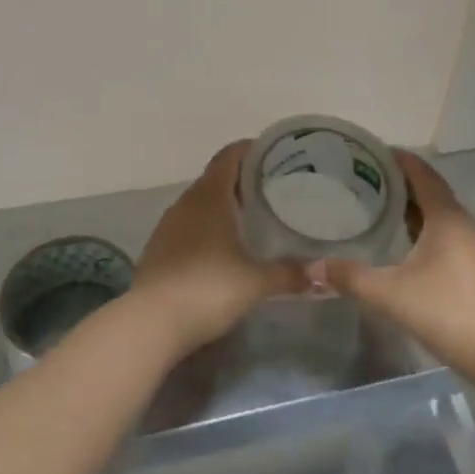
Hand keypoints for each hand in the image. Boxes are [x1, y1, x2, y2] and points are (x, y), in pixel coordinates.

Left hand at [133, 142, 306, 354]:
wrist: (152, 323)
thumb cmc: (209, 288)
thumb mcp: (257, 282)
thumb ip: (290, 273)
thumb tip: (322, 275)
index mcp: (210, 196)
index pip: (229, 155)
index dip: (250, 150)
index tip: (274, 155)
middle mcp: (186, 202)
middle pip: (216, 178)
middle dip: (242, 180)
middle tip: (272, 190)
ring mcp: (168, 225)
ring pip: (200, 203)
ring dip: (223, 205)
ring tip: (251, 217)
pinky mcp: (158, 248)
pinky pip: (188, 226)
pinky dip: (206, 227)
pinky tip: (222, 248)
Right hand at [318, 151, 474, 378]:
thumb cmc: (447, 311)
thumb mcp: (390, 294)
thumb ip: (351, 278)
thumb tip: (315, 266)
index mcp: (445, 217)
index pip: (421, 172)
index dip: (397, 158)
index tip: (369, 151)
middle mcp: (462, 223)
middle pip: (429, 189)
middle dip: (399, 180)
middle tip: (363, 178)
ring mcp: (472, 246)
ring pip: (437, 213)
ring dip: (411, 205)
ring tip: (377, 205)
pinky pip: (443, 233)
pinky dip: (421, 226)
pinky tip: (402, 242)